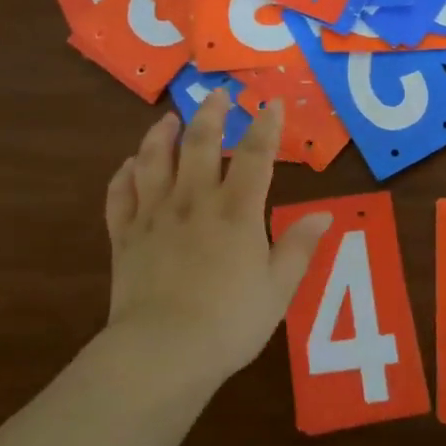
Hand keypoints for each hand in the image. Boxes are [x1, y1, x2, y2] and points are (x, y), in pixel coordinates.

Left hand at [101, 90, 330, 388]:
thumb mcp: (278, 289)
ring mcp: (154, 215)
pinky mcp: (125, 235)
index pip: (256, 156)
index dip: (266, 126)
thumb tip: (325, 214)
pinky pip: (120, 195)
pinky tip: (129, 165)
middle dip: (212, 114)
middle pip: (201, 144)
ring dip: (162, 134)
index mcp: (236, 212)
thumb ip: (299, 247)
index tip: (271, 102)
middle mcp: (194, 201)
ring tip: (168, 119)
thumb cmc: (230, 322)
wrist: (163, 350)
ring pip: (154, 159)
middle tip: (217, 94)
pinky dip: (124, 174)